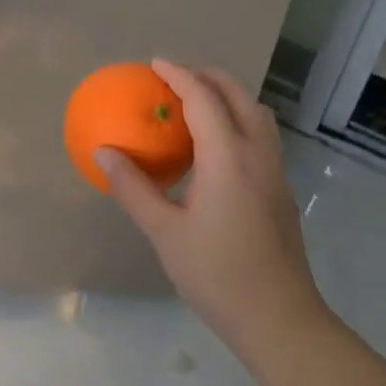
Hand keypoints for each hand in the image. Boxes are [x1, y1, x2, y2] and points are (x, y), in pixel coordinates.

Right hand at [99, 59, 331, 357]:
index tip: (154, 64)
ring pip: (257, 113)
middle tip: (174, 78)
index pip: (204, 98)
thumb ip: (133, 187)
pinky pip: (261, 134)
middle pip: (238, 95)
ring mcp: (276, 171)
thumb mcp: (164, 232)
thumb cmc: (217, 275)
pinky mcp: (282, 189)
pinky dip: (238, 119)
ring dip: (228, 96)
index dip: (178, 75)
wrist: (281, 321)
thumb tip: (103, 152)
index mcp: (228, 158)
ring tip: (195, 104)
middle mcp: (258, 154)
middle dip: (207, 76)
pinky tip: (215, 147)